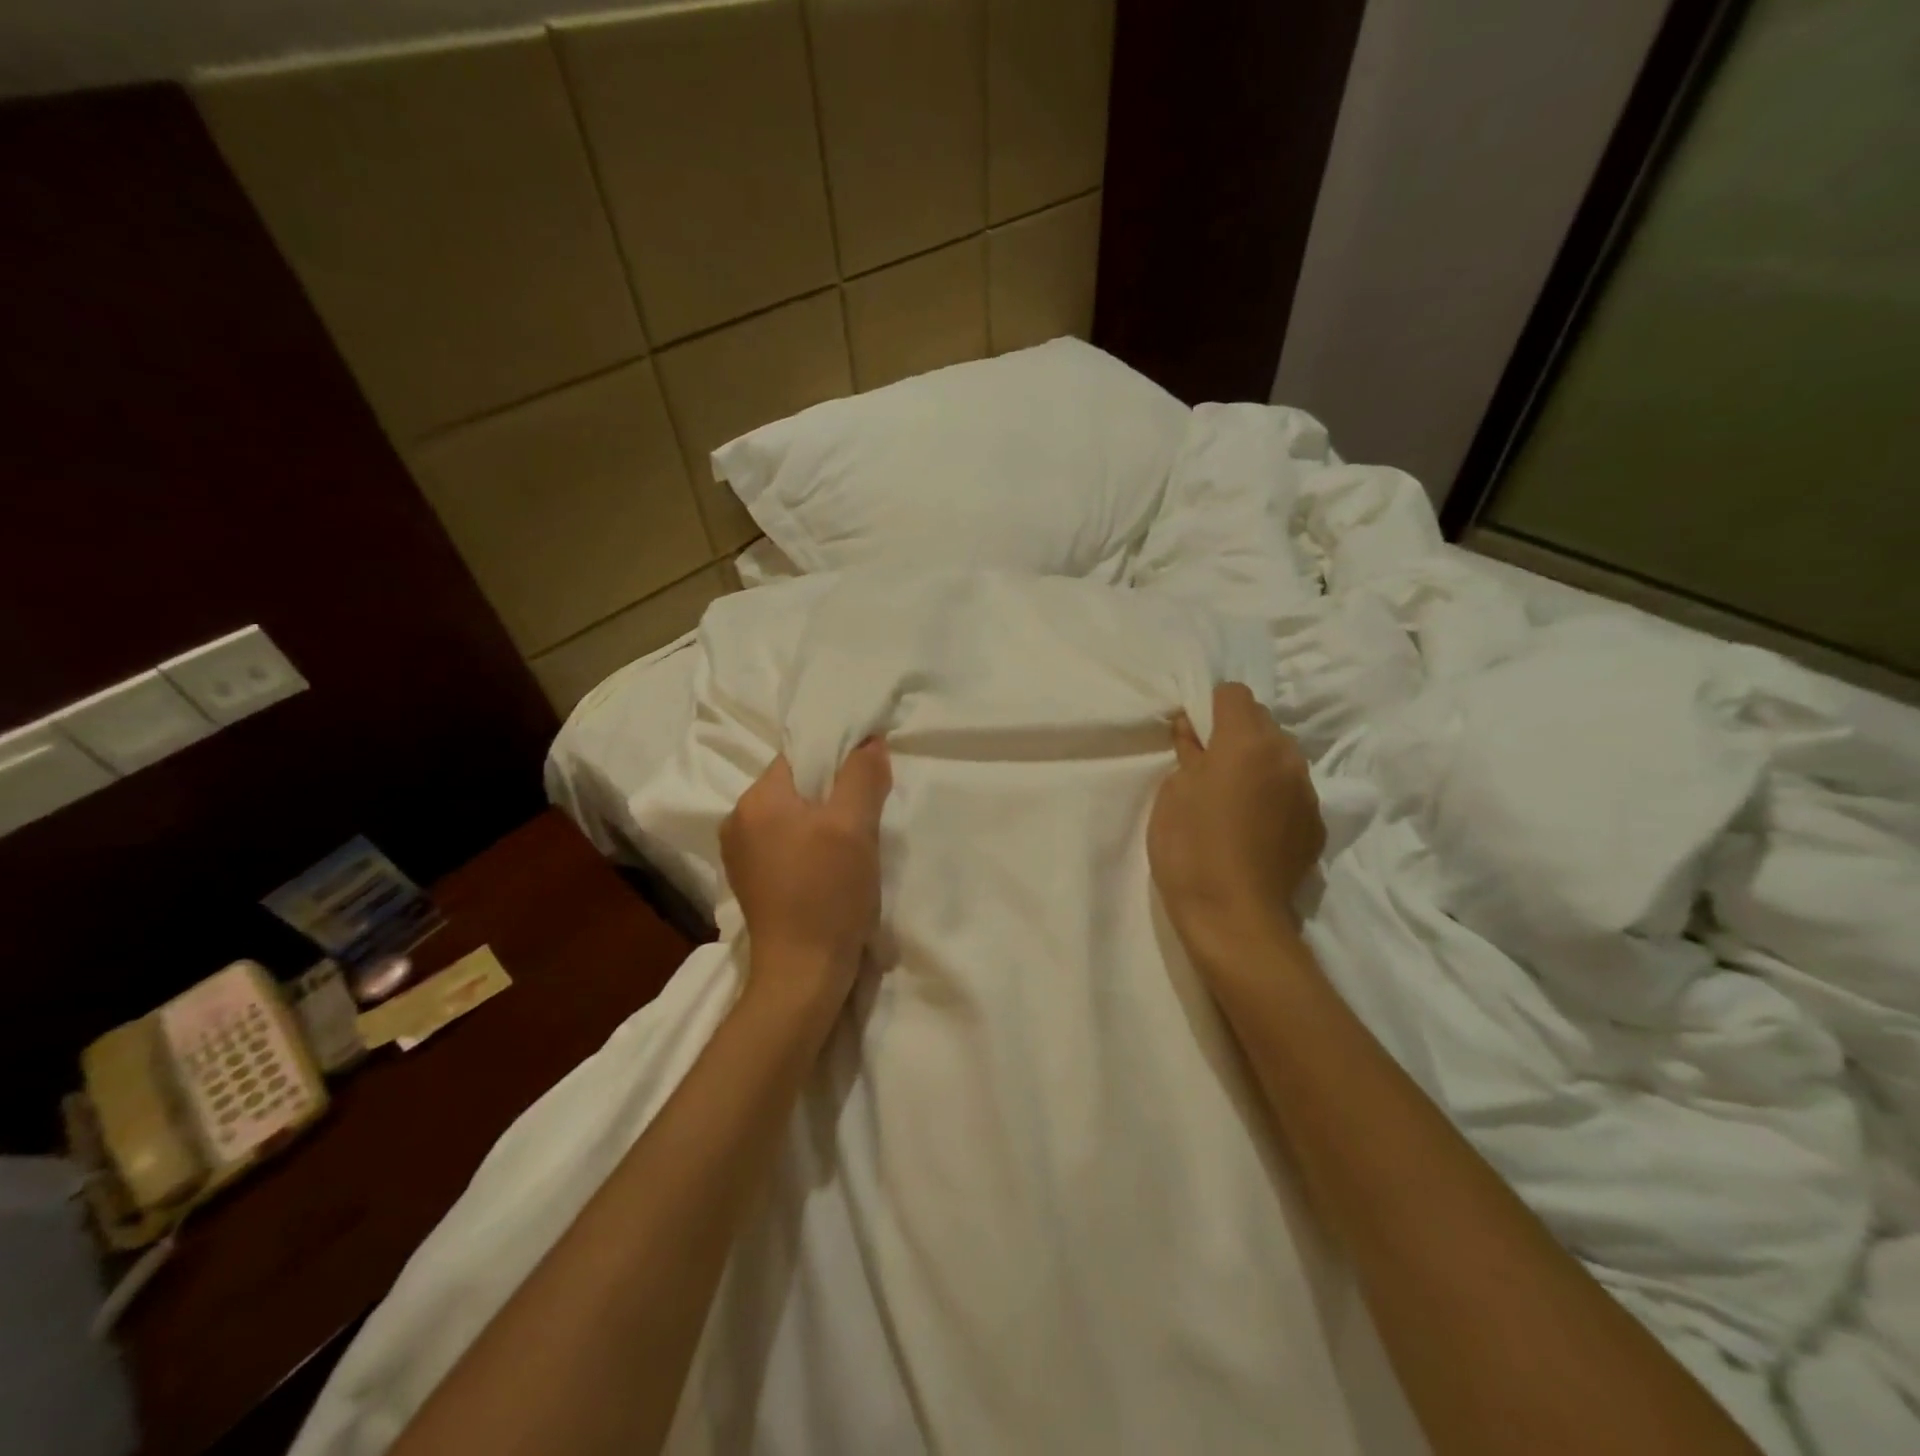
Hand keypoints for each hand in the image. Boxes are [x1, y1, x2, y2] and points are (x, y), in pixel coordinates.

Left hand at [721, 740, 891, 1012]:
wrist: (803, 973)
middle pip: (795, 785)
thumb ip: (862, 776)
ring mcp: (740, 853)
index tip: (868, 777)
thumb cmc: (828, 894)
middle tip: (867, 812)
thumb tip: (869, 741)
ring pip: (792, 815)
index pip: (800, 756)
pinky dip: (810, 844)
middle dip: (832, 792)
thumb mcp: (855, 827)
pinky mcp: (751, 880)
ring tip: (853, 841)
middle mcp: (738, 820)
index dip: (837, 758)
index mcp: (756, 800)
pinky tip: (831, 866)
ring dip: (823, 820)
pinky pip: (784, 843)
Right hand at [1148, 683, 1324, 971]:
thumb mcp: (1173, 793)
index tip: (1194, 736)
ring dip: (1258, 764)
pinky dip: (1274, 796)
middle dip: (1237, 734)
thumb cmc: (1189, 847)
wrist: (1233, 916)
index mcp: (1246, 742)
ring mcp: (1307, 792)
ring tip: (1234, 800)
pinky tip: (1254, 828)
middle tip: (1210, 768)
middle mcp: (1286, 757)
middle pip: (1263, 722)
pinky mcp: (1316, 825)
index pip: (1235, 694)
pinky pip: (1293, 791)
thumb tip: (1194, 732)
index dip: (1211, 708)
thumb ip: (1188, 753)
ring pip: (1281, 757)